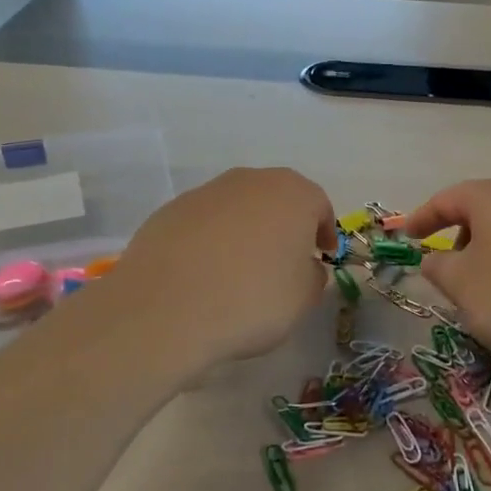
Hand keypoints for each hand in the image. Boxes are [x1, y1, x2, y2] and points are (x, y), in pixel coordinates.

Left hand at [102, 167, 335, 368]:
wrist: (167, 309)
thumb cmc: (252, 299)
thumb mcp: (303, 298)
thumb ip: (312, 275)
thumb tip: (303, 267)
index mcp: (292, 194)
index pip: (319, 206)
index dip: (324, 232)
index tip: (322, 256)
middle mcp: (250, 181)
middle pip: (276, 199)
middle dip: (283, 226)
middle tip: (284, 260)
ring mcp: (205, 192)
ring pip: (237, 208)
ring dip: (245, 231)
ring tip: (240, 270)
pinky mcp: (169, 211)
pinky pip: (203, 224)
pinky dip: (210, 241)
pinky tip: (205, 274)